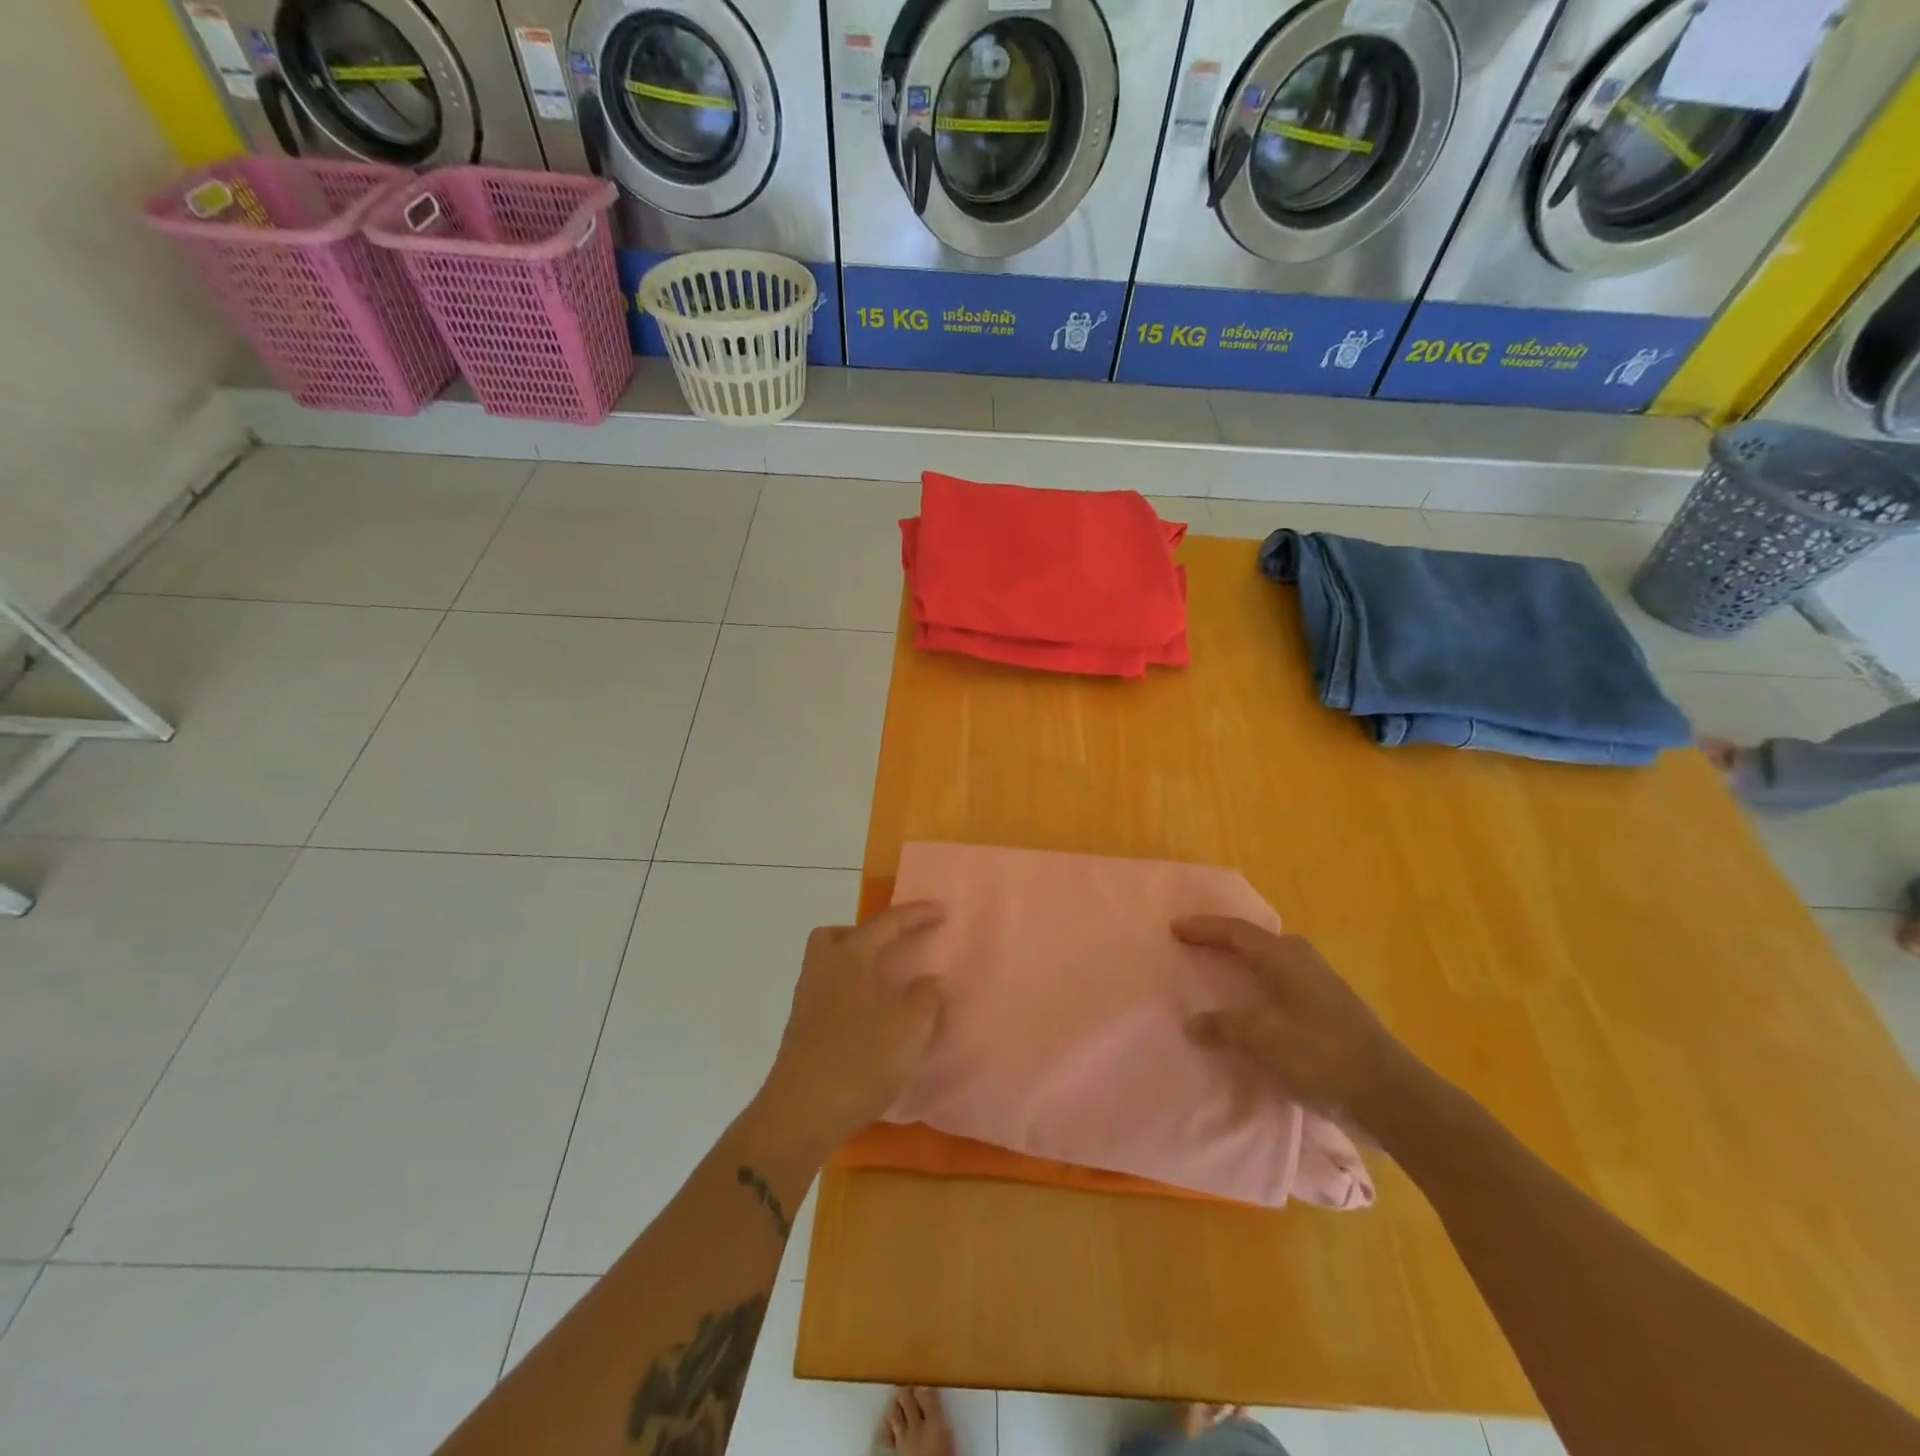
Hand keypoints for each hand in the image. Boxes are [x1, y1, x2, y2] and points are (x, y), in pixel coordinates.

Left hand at [751, 901, 945, 1155]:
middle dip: (866, 935)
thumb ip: (926, 997)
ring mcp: (806, 1003)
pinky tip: (872, 1021)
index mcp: (848, 957)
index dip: (916, 915)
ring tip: (888, 988)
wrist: (802, 1114)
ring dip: (858, 968)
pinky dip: (852, 997)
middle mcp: (821, 971)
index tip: (941, 910)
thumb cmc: (861, 1058)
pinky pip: (829, 996)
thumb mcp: (910, 1026)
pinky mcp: (802, 1033)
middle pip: (837, 936)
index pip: (885, 924)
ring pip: (830, 967)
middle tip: (893, 949)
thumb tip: (929, 982)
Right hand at [1175, 915, 1418, 1130]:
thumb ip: (1223, 1027)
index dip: (1202, 928)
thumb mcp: (1262, 1040)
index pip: (1235, 932)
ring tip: (1216, 969)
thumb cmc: (1321, 1055)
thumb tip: (1193, 1023)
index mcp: (1284, 957)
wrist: (1390, 1095)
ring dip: (1241, 962)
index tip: (1173, 928)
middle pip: (1254, 940)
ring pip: (1269, 961)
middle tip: (1193, 943)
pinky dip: (1256, 983)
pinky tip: (1250, 1002)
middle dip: (1222, 939)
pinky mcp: (1328, 1008)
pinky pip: (1279, 982)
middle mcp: (1302, 960)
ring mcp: (1319, 983)